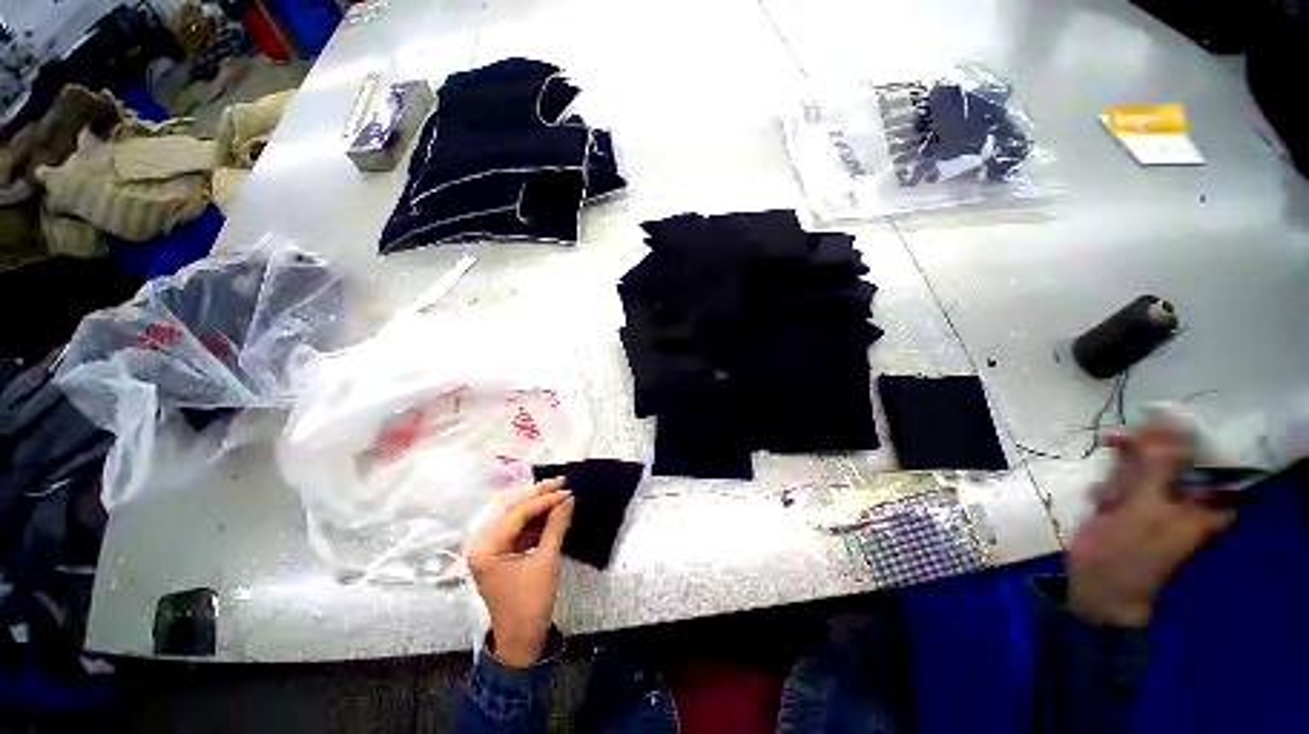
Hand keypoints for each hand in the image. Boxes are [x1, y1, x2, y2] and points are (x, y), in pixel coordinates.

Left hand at [466, 478, 573, 666]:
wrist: (521, 641)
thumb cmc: (531, 604)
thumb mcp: (546, 562)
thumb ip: (556, 526)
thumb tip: (569, 499)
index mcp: (486, 549)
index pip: (517, 514)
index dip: (544, 500)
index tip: (567, 490)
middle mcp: (482, 544)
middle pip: (510, 509)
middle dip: (537, 494)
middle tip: (561, 482)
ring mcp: (489, 549)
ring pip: (513, 516)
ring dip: (535, 504)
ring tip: (557, 493)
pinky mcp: (499, 554)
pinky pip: (516, 528)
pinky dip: (533, 519)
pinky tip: (550, 512)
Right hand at [1067, 418, 1237, 627]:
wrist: (1098, 585)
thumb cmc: (1130, 552)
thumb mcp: (1146, 508)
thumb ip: (1159, 466)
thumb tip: (1170, 421)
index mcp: (1207, 504)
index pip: (1209, 456)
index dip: (1186, 436)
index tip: (1156, 424)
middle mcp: (1188, 499)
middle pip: (1174, 456)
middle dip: (1143, 451)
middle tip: (1116, 443)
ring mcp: (1158, 502)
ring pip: (1145, 466)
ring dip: (1121, 470)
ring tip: (1107, 493)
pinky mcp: (1131, 505)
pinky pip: (1124, 479)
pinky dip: (1109, 484)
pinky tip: (1099, 499)